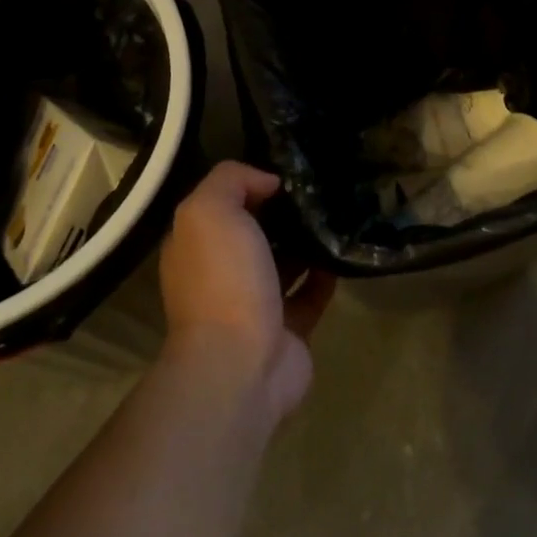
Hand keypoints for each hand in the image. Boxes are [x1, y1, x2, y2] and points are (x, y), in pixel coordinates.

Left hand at [159, 162, 334, 420]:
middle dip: (282, 214)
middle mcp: (221, 275)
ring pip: (283, 265)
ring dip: (305, 244)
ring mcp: (255, 306)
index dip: (249, 186)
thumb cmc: (223, 281)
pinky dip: (325, 276)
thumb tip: (267, 181)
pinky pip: (310, 295)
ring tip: (336, 216)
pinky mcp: (288, 329)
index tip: (287, 173)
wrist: (241, 362)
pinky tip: (341, 255)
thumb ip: (231, 181)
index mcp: (195, 247)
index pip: (221, 206)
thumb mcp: (210, 212)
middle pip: (254, 235)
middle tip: (319, 191)